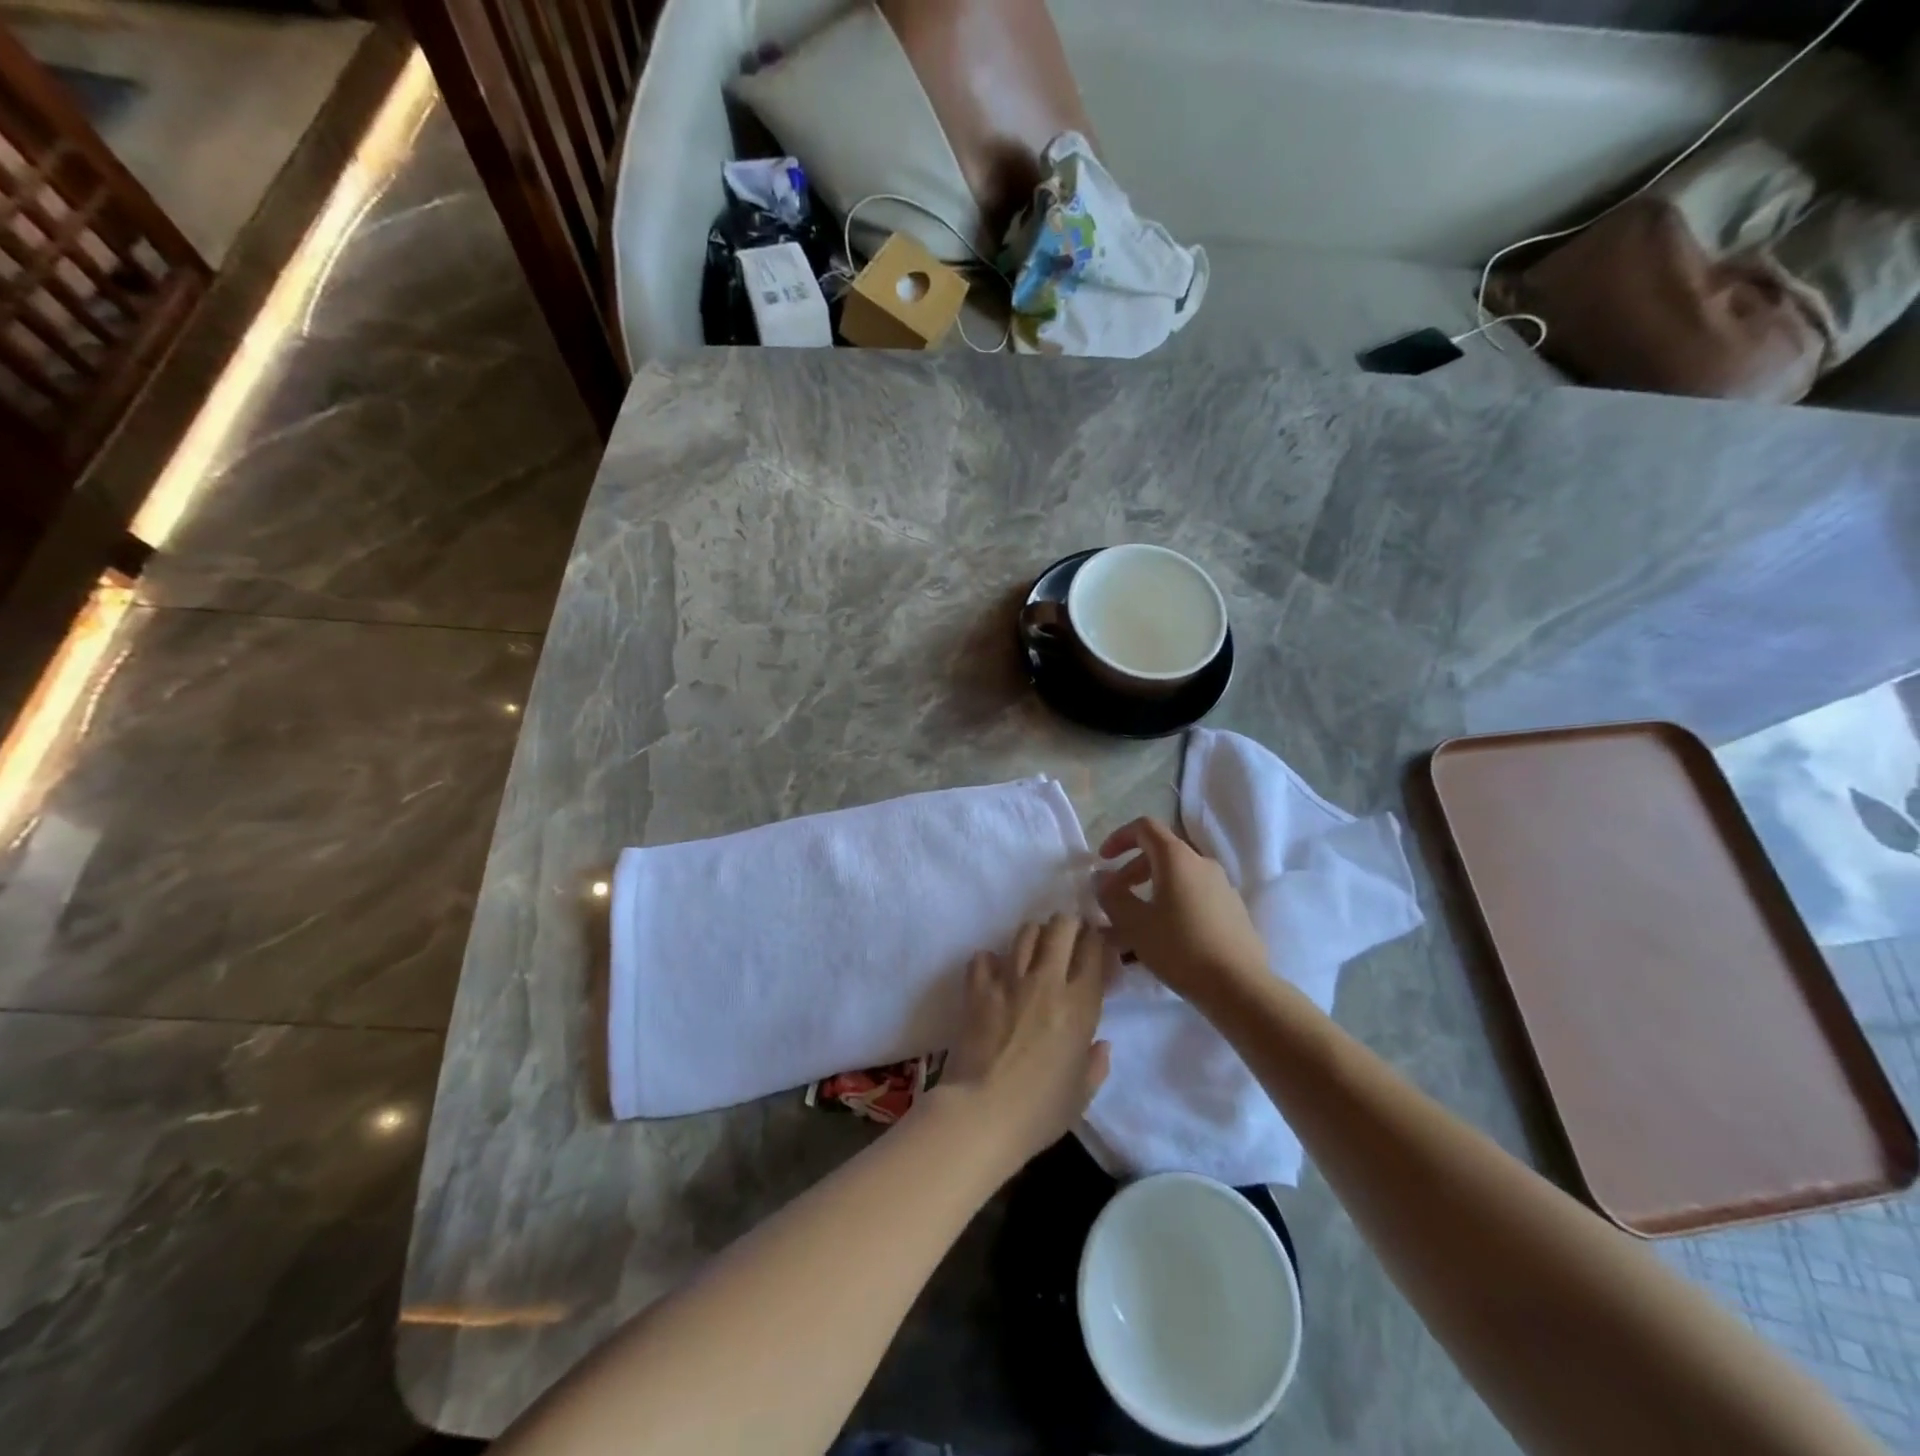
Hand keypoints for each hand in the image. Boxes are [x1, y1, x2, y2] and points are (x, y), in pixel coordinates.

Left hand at [936, 916, 1114, 1173]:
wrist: (983, 1112)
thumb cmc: (1040, 1110)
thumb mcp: (1081, 1094)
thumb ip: (1096, 1064)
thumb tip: (1101, 1044)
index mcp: (1080, 1005)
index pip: (1094, 950)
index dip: (1098, 939)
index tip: (1098, 944)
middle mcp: (1046, 981)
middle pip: (1061, 927)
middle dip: (1069, 925)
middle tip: (1069, 938)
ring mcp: (1009, 980)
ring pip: (1025, 932)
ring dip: (1035, 935)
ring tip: (1036, 949)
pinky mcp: (978, 988)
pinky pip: (984, 957)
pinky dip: (991, 961)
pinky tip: (995, 974)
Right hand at [1094, 817, 1268, 1005]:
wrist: (1240, 987)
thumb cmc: (1180, 948)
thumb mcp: (1133, 923)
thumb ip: (1111, 895)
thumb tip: (1101, 878)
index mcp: (1177, 858)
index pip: (1144, 827)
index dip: (1119, 838)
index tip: (1102, 861)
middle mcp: (1202, 863)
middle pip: (1160, 853)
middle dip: (1131, 871)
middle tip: (1114, 898)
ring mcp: (1222, 886)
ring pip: (1177, 878)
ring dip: (1150, 891)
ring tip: (1134, 924)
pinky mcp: (1232, 910)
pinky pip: (1194, 896)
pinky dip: (1172, 904)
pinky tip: (1164, 938)